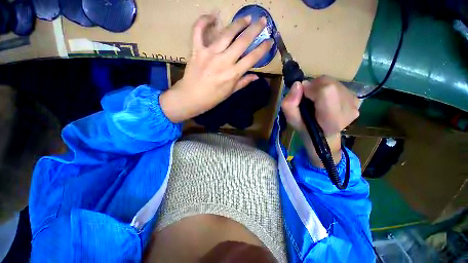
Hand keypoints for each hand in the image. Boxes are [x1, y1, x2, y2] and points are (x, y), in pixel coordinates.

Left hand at [161, 14, 273, 122]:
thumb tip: (256, 77)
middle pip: (242, 42)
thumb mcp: (230, 93)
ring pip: (226, 33)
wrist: (191, 98)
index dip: (262, 48)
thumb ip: (243, 83)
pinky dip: (203, 21)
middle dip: (255, 29)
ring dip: (238, 23)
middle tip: (263, 20)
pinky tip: (212, 16)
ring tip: (246, 17)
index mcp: (233, 74)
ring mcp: (209, 54)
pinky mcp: (197, 50)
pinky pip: (198, 31)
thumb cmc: (212, 98)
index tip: (269, 41)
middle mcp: (224, 61)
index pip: (252, 58)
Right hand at [281, 76, 359, 165]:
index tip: (302, 96)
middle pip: (329, 84)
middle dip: (313, 86)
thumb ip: (289, 105)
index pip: (326, 91)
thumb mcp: (292, 121)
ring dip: (320, 87)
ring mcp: (355, 104)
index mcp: (331, 120)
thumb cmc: (306, 129)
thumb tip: (297, 84)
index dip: (310, 89)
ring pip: (332, 82)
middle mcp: (348, 110)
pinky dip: (327, 88)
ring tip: (316, 100)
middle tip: (307, 98)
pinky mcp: (356, 99)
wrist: (324, 135)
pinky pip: (338, 84)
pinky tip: (325, 100)